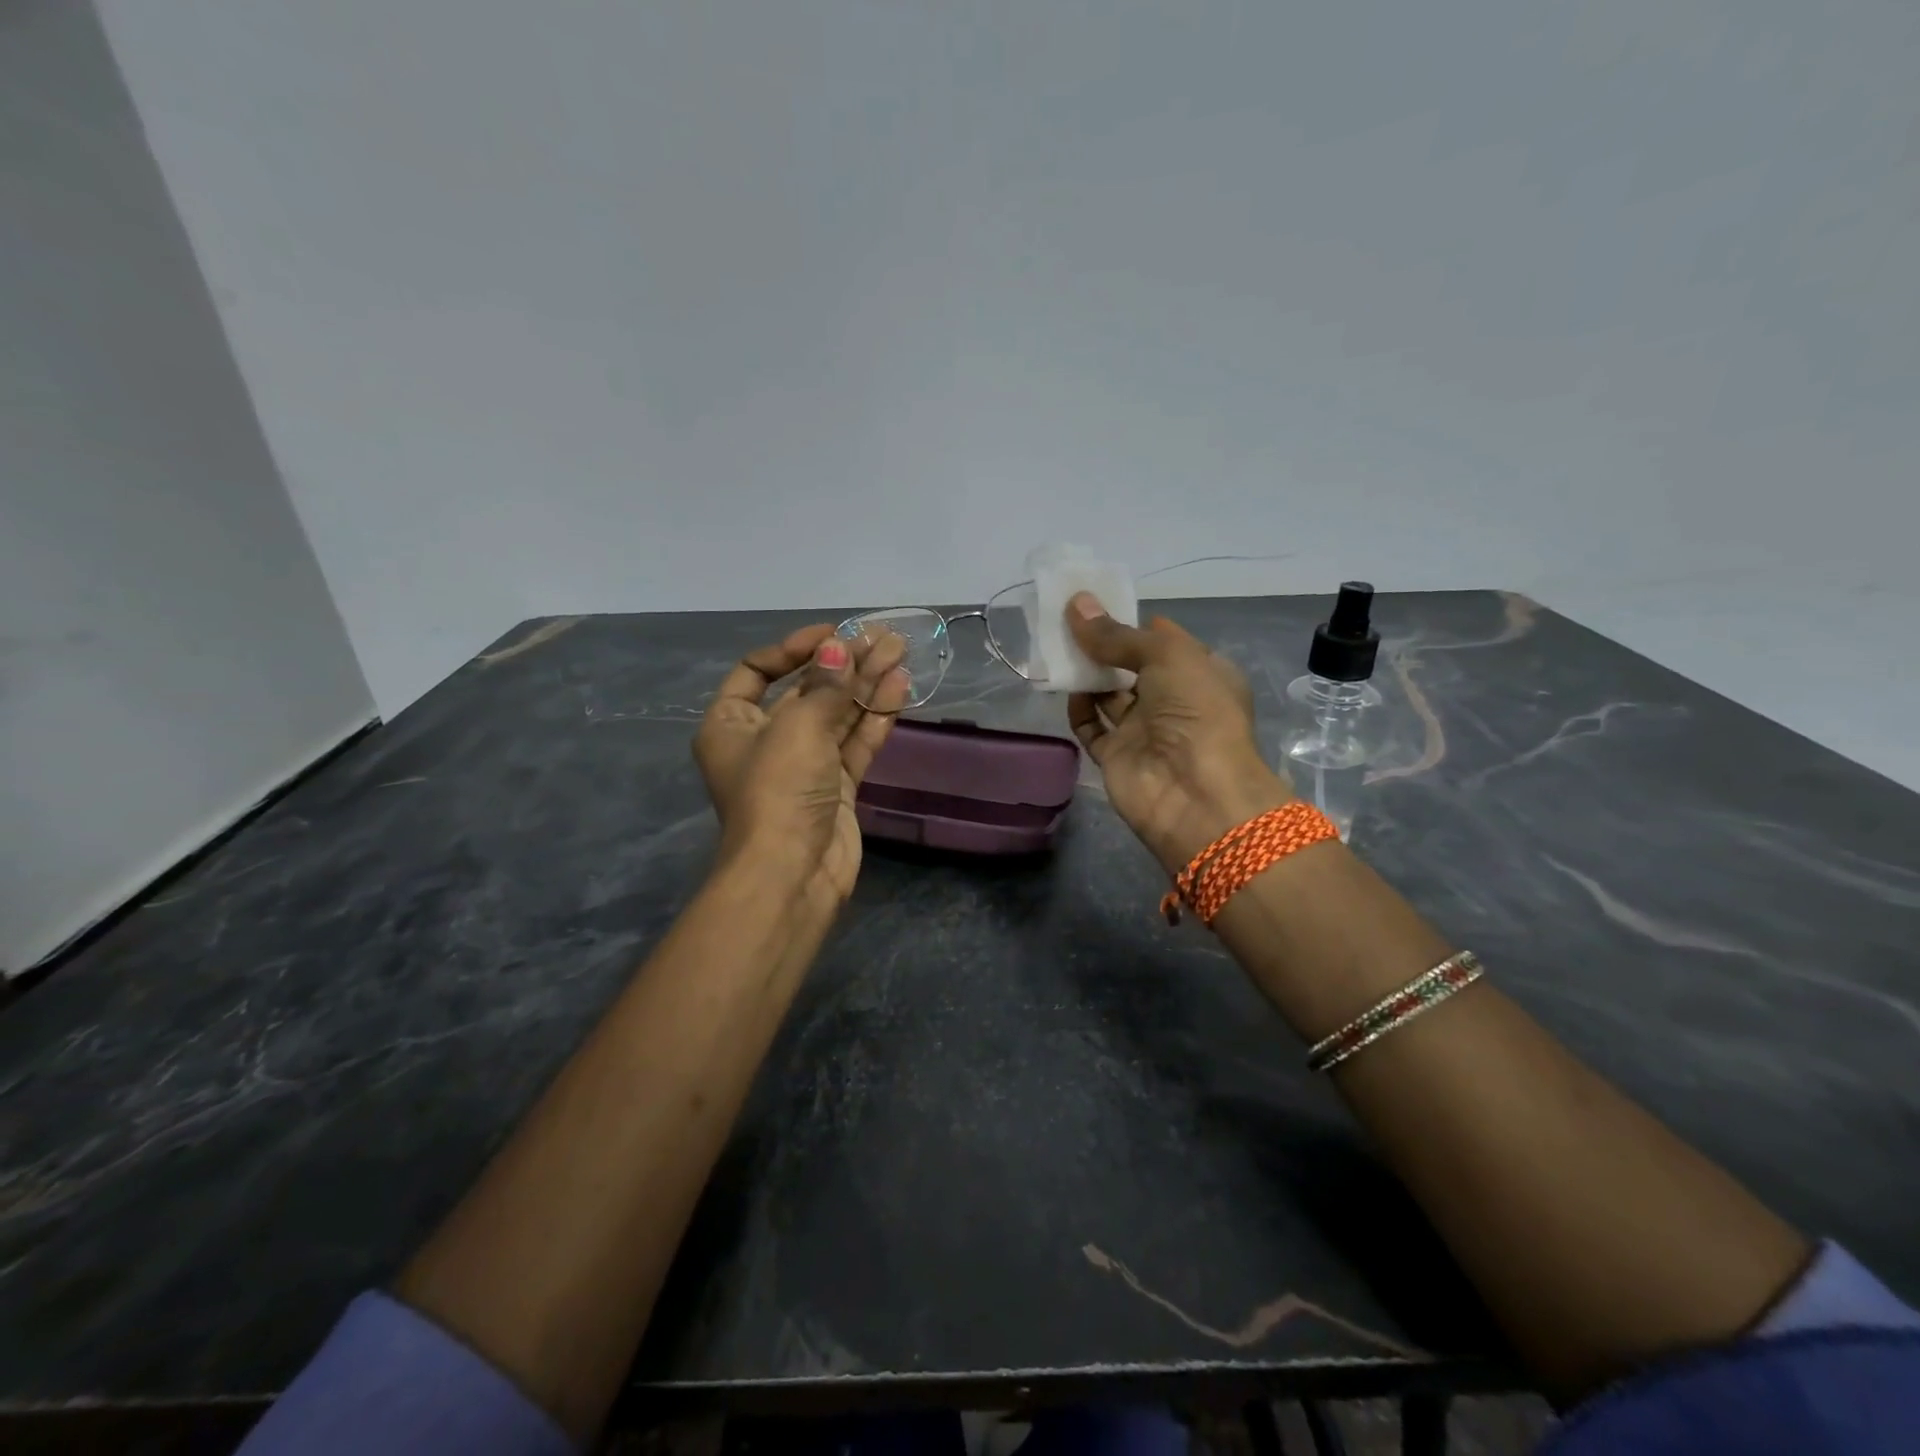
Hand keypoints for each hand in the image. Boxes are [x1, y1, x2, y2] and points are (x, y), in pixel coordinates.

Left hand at [694, 625, 909, 909]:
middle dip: (844, 663)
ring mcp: (804, 765)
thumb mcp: (798, 727)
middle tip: (883, 638)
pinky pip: (855, 743)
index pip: (757, 671)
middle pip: (807, 691)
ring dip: (867, 684)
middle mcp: (765, 741)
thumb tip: (841, 648)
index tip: (832, 636)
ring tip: (900, 652)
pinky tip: (899, 687)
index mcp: (731, 724)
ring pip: (838, 715)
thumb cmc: (779, 788)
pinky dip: (875, 717)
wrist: (792, 872)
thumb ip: (827, 685)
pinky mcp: (836, 786)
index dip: (793, 648)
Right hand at [1066, 593, 1292, 871]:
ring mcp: (1144, 731)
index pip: (1165, 641)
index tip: (1098, 604)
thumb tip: (1077, 604)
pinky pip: (1092, 727)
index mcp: (1201, 673)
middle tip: (1068, 621)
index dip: (1134, 623)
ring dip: (1087, 674)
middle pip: (1132, 666)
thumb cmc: (1196, 712)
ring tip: (1057, 646)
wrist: (1194, 794)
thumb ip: (1117, 634)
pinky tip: (1066, 688)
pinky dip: (1078, 709)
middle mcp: (1174, 701)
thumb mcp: (1166, 656)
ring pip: (1109, 695)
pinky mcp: (1117, 756)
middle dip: (1104, 646)